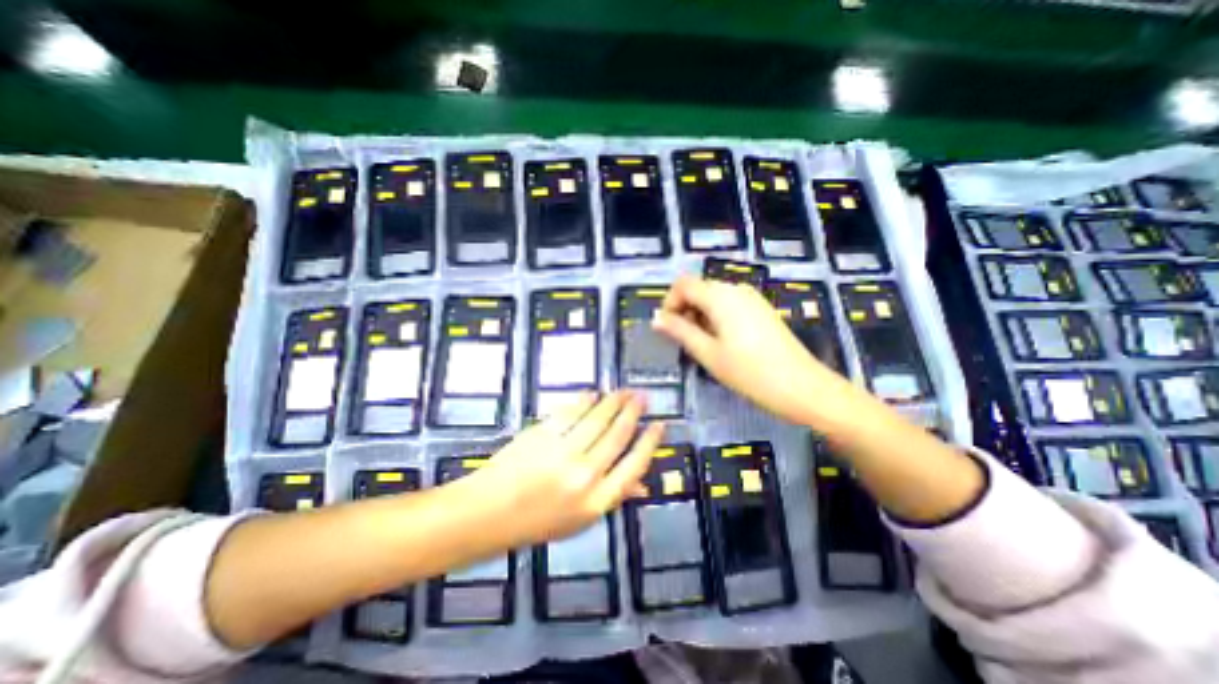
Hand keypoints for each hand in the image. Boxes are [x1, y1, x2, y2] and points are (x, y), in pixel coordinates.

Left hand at [465, 394, 663, 547]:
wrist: (486, 514)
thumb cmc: (535, 522)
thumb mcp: (579, 521)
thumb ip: (612, 497)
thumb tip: (642, 483)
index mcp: (596, 501)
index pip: (634, 464)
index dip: (650, 441)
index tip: (659, 424)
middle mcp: (584, 475)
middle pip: (618, 434)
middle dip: (633, 411)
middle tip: (641, 396)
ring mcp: (562, 452)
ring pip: (598, 418)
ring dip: (614, 401)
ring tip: (623, 391)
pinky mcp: (543, 434)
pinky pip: (571, 411)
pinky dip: (585, 400)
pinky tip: (592, 394)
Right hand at [646, 271, 856, 423]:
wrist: (802, 387)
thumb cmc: (749, 372)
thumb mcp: (707, 353)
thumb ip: (679, 331)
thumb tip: (656, 319)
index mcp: (720, 296)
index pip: (683, 284)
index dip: (669, 303)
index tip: (668, 329)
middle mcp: (735, 289)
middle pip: (698, 289)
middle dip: (684, 310)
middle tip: (684, 341)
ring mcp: (751, 298)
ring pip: (713, 298)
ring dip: (700, 316)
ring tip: (703, 346)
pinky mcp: (761, 309)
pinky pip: (729, 305)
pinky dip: (716, 318)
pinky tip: (723, 343)